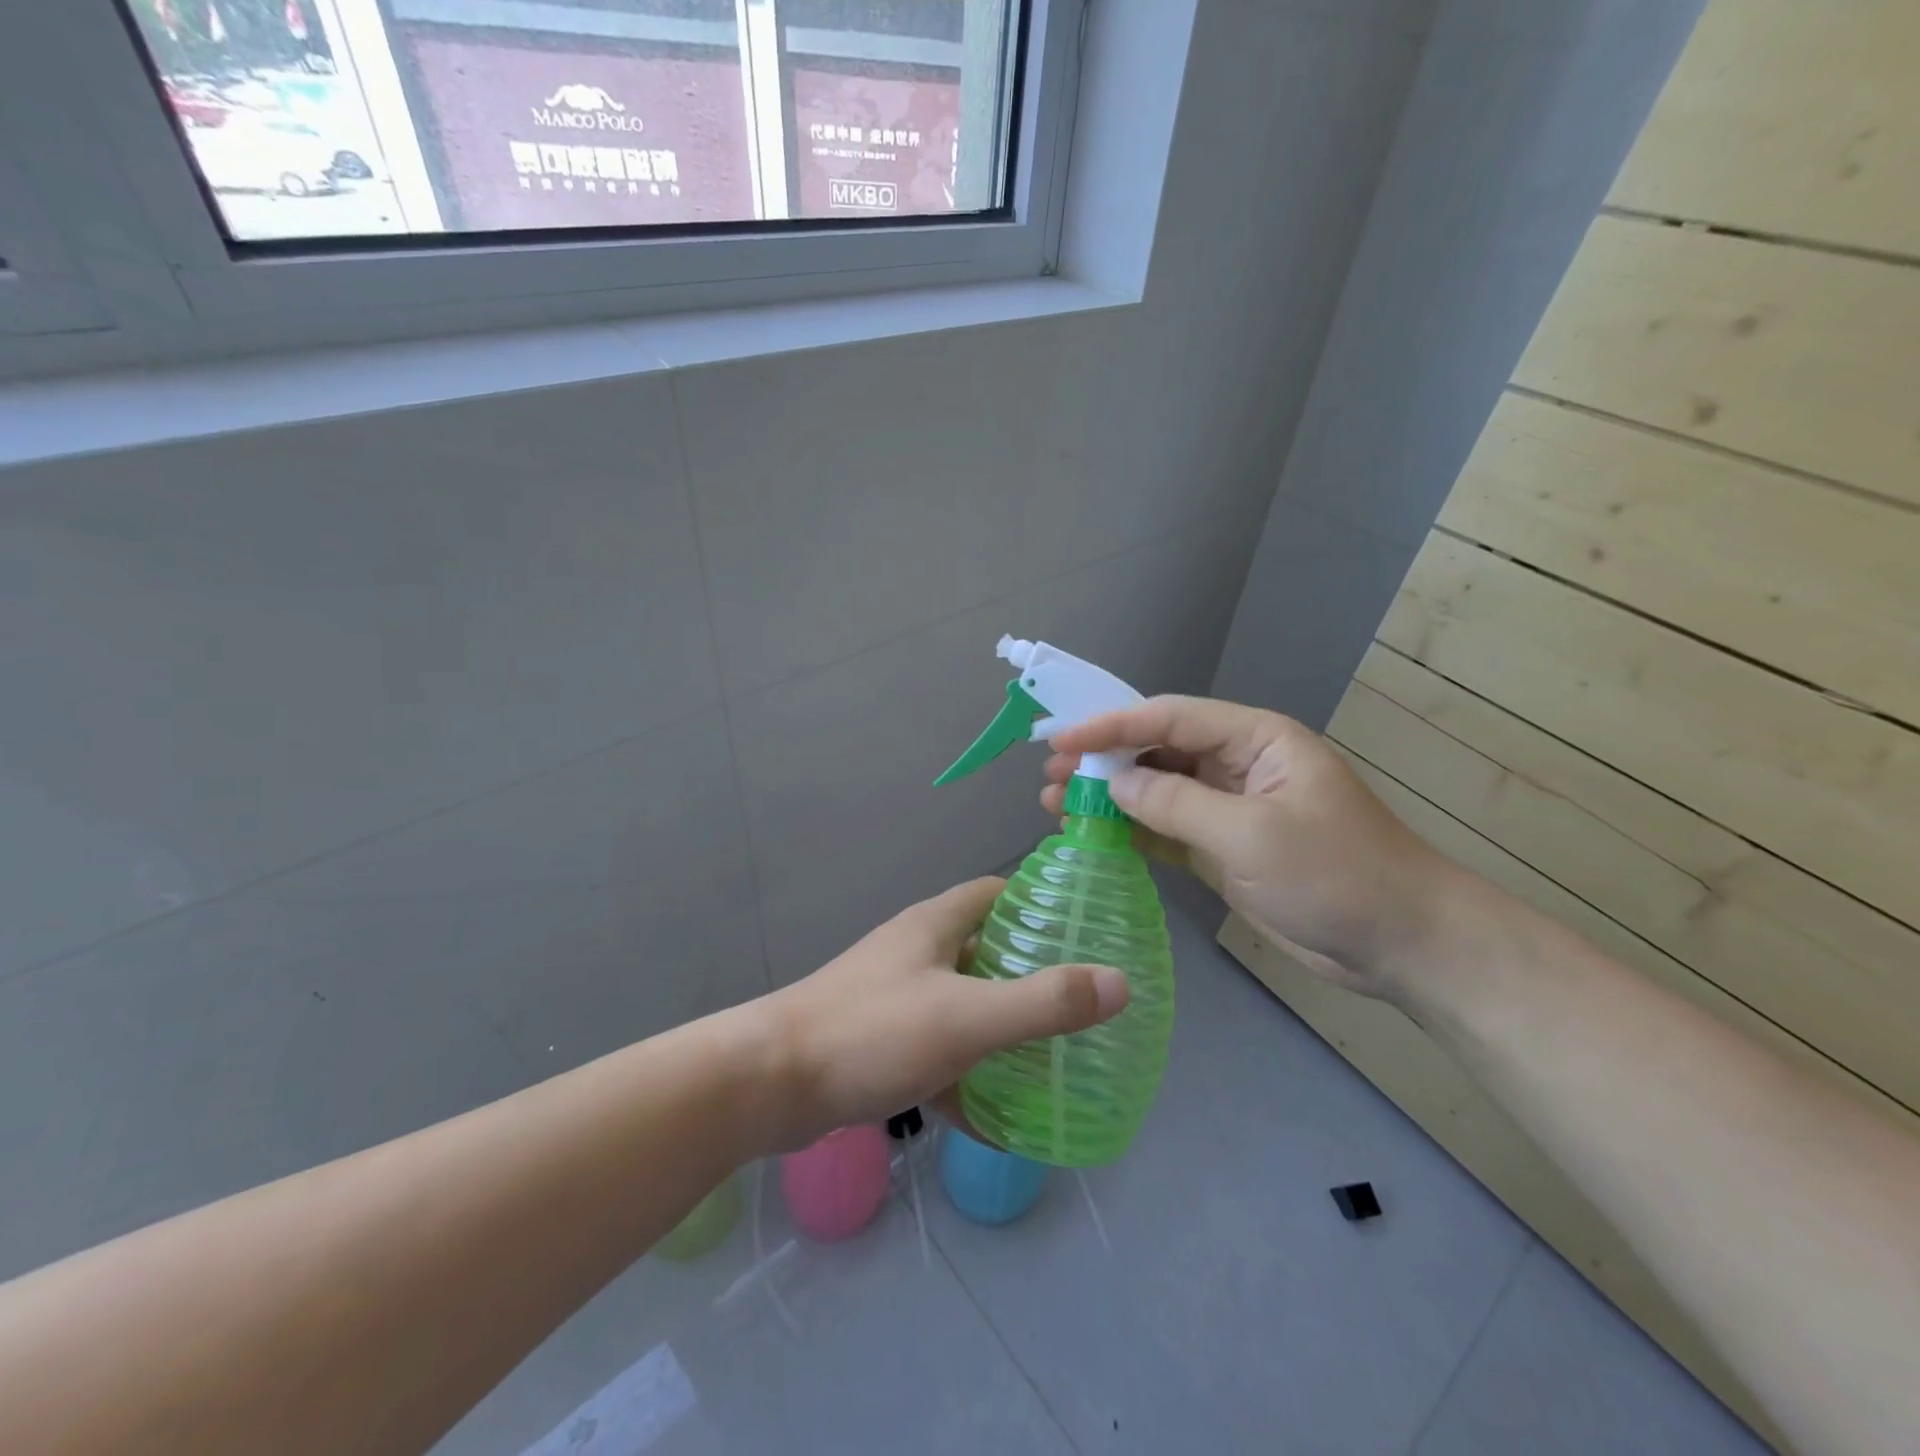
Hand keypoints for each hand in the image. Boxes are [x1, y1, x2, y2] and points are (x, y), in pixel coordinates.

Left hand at [758, 878, 1129, 1149]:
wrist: (768, 1085)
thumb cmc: (871, 1032)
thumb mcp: (966, 1018)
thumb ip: (1043, 1003)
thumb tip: (1120, 982)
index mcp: (935, 926)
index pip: (996, 893)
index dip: (1039, 903)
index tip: (1084, 931)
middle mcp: (915, 953)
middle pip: (985, 950)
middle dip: (1029, 974)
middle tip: (1081, 1004)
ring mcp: (894, 998)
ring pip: (962, 1005)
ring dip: (999, 1029)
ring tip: (1052, 1059)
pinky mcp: (877, 1043)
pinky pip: (936, 1053)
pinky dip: (966, 1077)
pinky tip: (996, 1119)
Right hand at [1043, 696, 1457, 997]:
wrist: (1402, 943)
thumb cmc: (1336, 874)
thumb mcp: (1251, 833)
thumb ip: (1176, 804)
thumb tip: (1113, 785)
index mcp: (1254, 740)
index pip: (1169, 718)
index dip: (1111, 725)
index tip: (1060, 739)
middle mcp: (1237, 765)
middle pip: (1157, 751)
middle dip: (1102, 760)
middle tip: (1049, 776)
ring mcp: (1228, 808)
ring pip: (1156, 790)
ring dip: (1109, 796)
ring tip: (1056, 804)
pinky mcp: (1223, 847)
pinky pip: (1166, 828)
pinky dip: (1130, 830)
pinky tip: (1094, 833)